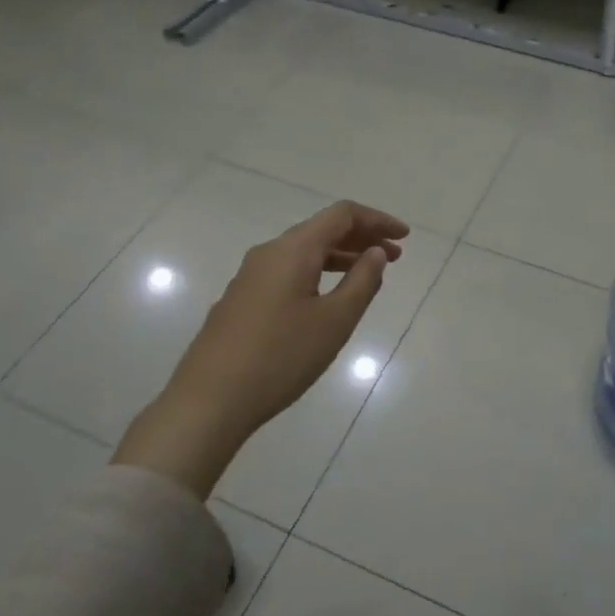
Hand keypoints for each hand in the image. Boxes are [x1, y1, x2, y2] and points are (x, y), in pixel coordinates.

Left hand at [113, 200, 409, 494]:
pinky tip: (328, 298)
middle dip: (361, 238)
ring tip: (369, 275)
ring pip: (303, 252)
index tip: (404, 237)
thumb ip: (362, 281)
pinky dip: (317, 273)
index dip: (377, 220)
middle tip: (395, 256)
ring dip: (340, 257)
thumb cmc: (281, 357)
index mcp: (293, 250)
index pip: (342, 215)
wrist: (209, 400)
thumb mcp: (334, 320)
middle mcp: (269, 253)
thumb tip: (376, 253)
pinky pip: (288, 271)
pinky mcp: (241, 299)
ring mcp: (250, 276)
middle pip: (321, 229)